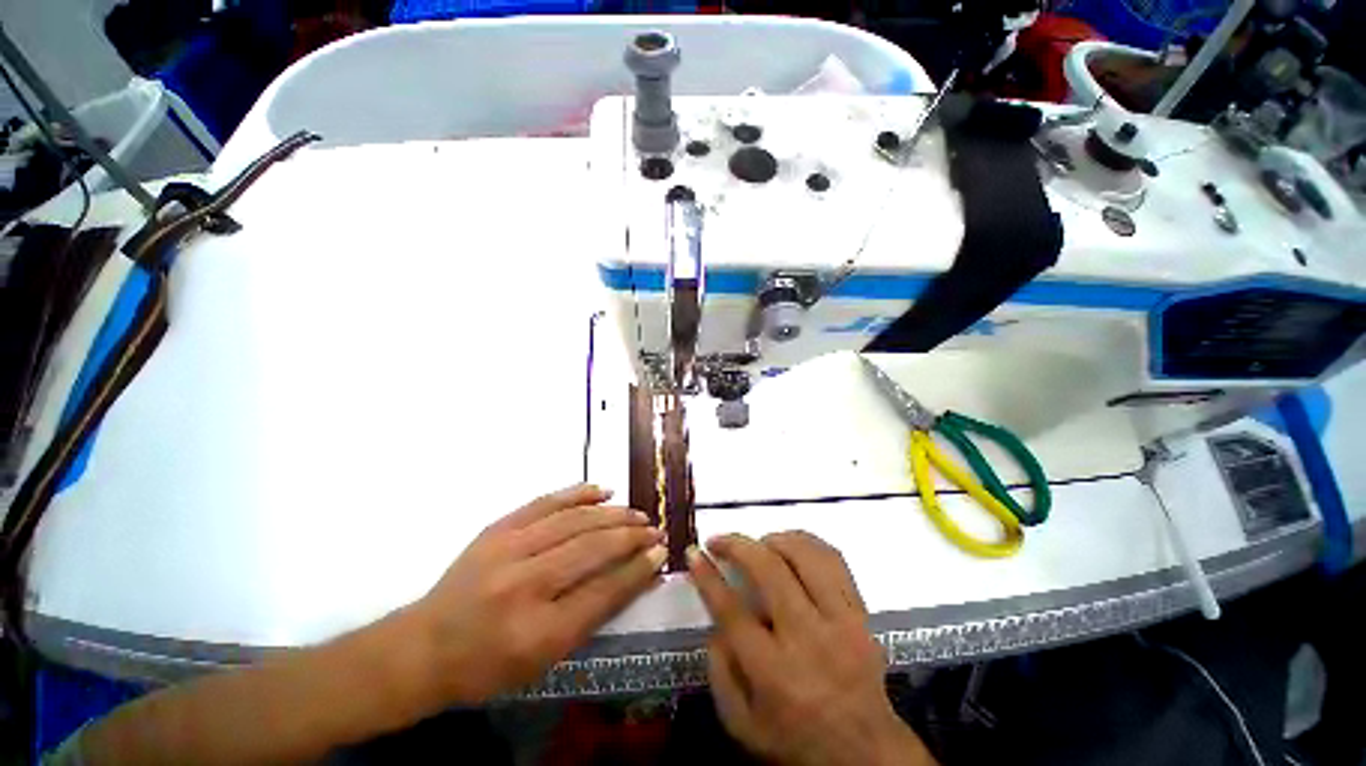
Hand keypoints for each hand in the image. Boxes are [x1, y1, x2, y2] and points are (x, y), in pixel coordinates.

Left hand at [409, 484, 666, 702]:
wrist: (423, 647)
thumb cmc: (488, 665)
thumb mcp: (544, 659)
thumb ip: (593, 615)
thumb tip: (636, 576)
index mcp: (537, 631)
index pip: (604, 592)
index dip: (637, 569)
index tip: (661, 552)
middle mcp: (525, 584)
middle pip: (592, 549)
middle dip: (631, 536)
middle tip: (654, 529)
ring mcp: (508, 549)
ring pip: (575, 520)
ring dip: (613, 514)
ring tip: (636, 513)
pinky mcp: (498, 527)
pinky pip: (547, 501)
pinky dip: (579, 493)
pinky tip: (603, 490)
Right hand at [689, 532, 936, 765]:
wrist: (865, 752)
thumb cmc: (795, 739)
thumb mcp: (742, 724)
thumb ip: (719, 671)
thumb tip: (715, 619)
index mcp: (774, 673)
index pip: (732, 611)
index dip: (708, 576)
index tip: (693, 553)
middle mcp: (808, 639)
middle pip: (769, 571)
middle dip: (737, 546)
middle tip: (719, 540)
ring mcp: (840, 621)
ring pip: (804, 555)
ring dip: (773, 539)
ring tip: (756, 544)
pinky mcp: (861, 612)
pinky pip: (834, 559)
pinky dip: (807, 542)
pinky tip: (790, 546)